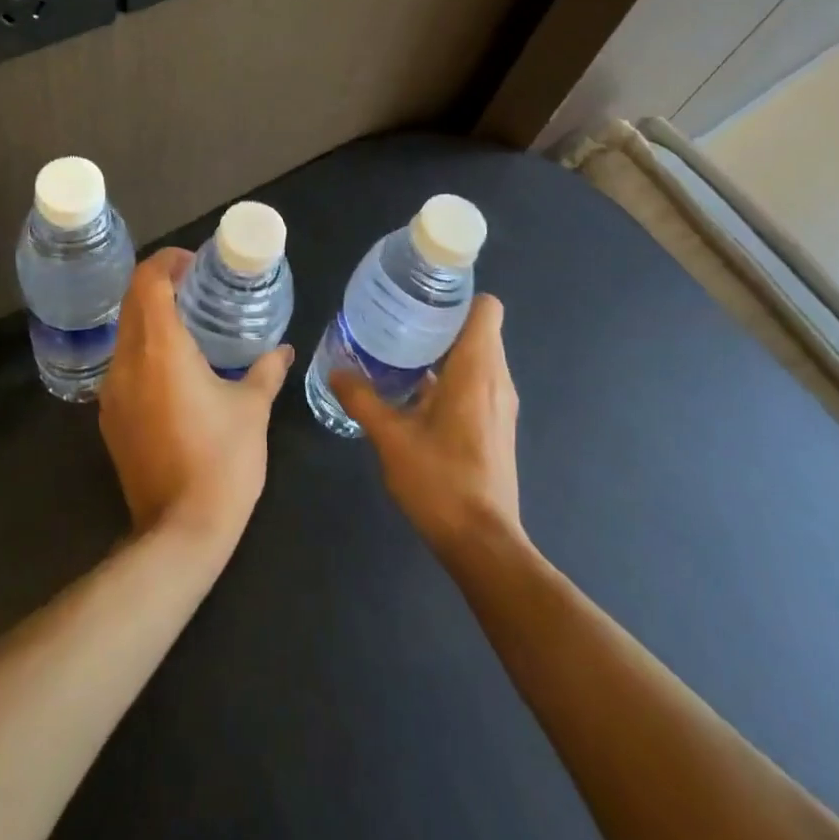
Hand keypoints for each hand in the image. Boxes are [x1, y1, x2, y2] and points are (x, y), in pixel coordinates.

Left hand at [98, 249, 292, 551]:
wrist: (180, 532)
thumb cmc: (223, 460)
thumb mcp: (252, 409)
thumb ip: (266, 370)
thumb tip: (284, 349)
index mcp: (161, 349)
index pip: (148, 282)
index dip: (168, 261)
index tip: (195, 262)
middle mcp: (127, 362)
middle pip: (131, 301)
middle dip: (159, 283)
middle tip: (196, 285)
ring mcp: (112, 392)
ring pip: (124, 333)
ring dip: (150, 316)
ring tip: (187, 322)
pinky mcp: (110, 418)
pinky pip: (122, 365)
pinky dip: (144, 349)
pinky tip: (173, 367)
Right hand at [330, 295, 522, 559]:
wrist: (483, 543)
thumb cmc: (441, 481)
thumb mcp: (391, 437)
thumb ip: (363, 399)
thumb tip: (336, 370)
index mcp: (477, 369)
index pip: (486, 308)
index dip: (459, 297)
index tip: (424, 298)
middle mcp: (498, 379)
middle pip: (480, 328)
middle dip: (443, 320)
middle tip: (401, 320)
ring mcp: (502, 404)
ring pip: (480, 356)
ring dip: (446, 349)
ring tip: (403, 351)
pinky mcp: (498, 425)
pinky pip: (480, 380)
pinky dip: (454, 375)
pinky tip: (417, 392)